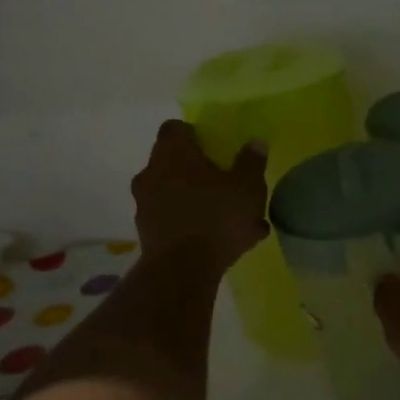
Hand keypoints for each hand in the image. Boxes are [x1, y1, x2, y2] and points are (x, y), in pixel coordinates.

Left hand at [132, 121, 269, 270]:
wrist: (182, 271)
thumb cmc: (216, 217)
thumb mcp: (247, 186)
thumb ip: (251, 162)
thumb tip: (255, 143)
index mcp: (172, 153)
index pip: (175, 128)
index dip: (195, 134)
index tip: (215, 147)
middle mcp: (151, 173)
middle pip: (174, 162)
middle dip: (199, 171)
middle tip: (226, 183)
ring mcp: (145, 205)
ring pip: (175, 194)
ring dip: (198, 201)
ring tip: (232, 221)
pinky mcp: (147, 234)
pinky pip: (174, 221)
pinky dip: (193, 226)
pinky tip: (222, 243)